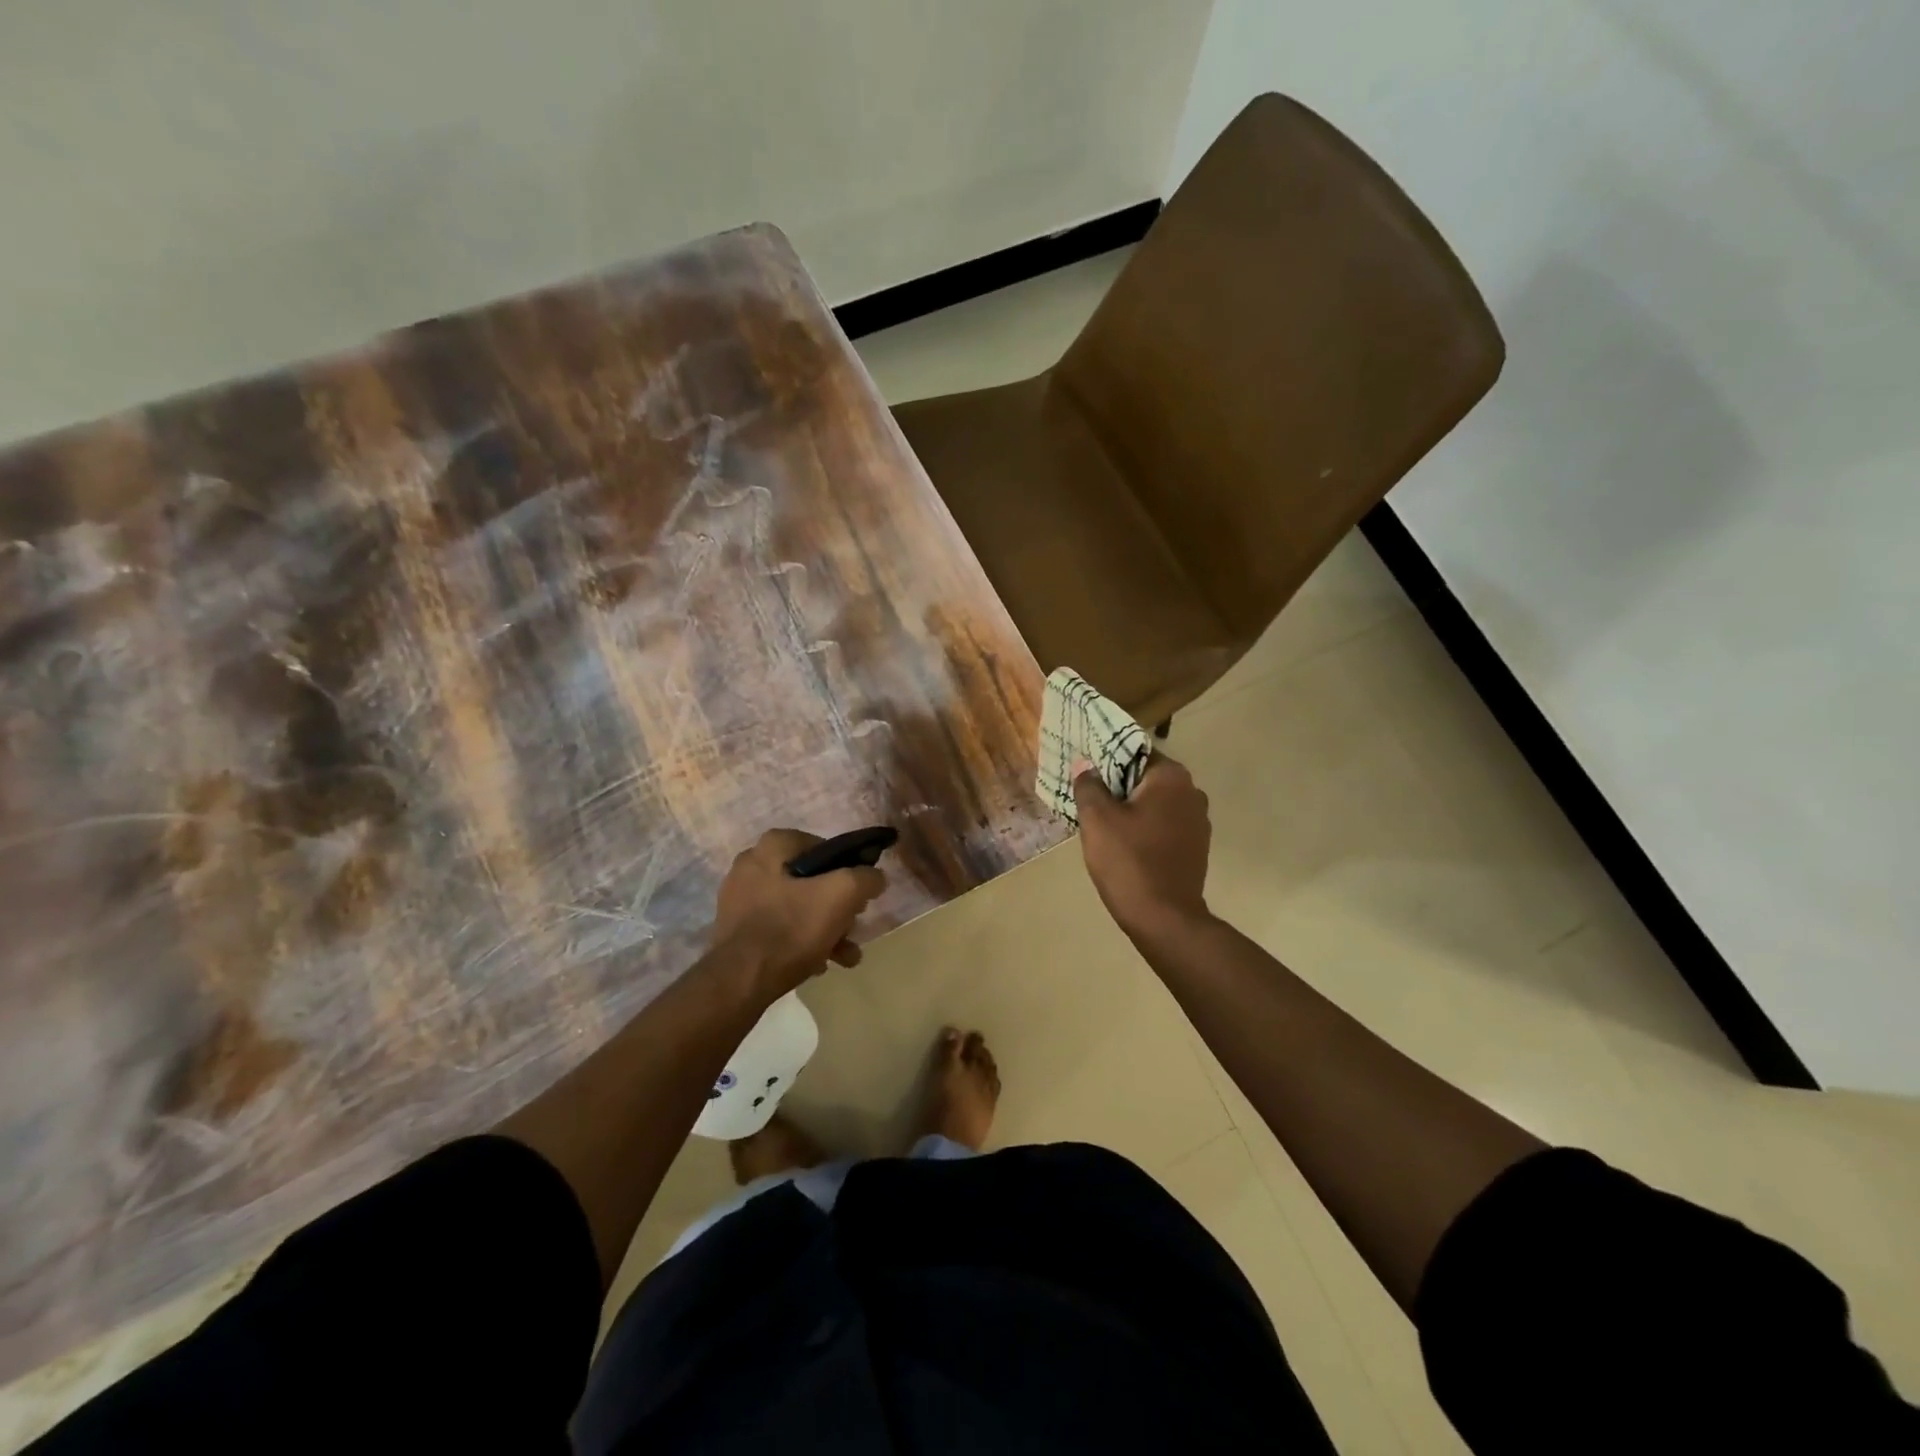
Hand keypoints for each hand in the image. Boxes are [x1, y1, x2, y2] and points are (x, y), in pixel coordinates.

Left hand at [710, 829, 885, 999]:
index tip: (860, 897)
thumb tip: (875, 877)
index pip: (825, 848)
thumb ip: (866, 878)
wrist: (740, 980)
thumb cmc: (793, 927)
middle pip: (812, 881)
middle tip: (853, 930)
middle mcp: (752, 864)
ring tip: (844, 956)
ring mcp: (740, 897)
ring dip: (825, 929)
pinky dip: (801, 941)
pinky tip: (818, 964)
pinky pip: (779, 927)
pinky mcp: (736, 928)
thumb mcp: (843, 895)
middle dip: (838, 908)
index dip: (848, 871)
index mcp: (773, 845)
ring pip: (797, 907)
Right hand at [1073, 754, 1212, 941]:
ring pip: (1156, 803)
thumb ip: (1089, 785)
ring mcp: (1199, 821)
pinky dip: (1146, 828)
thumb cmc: (1128, 860)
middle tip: (1088, 798)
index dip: (1106, 760)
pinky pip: (1165, 825)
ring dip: (1132, 808)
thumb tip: (1086, 764)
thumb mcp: (1097, 819)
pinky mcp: (1197, 847)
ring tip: (1102, 823)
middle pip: (1146, 777)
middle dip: (1118, 786)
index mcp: (1171, 777)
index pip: (1134, 752)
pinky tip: (1125, 844)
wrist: (1164, 918)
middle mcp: (1192, 791)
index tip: (1085, 773)